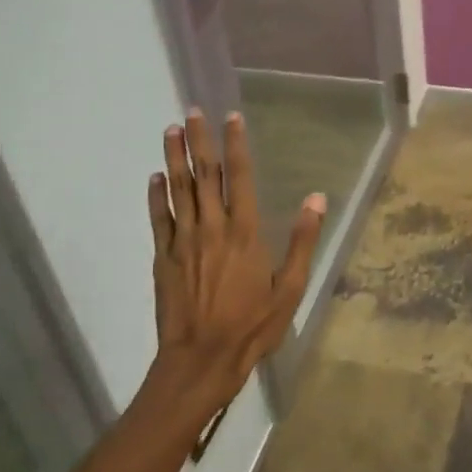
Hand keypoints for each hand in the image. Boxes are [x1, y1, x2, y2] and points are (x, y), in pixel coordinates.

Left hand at [148, 109, 324, 412]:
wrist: (200, 360)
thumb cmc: (252, 326)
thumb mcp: (290, 288)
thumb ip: (302, 240)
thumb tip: (317, 198)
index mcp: (245, 232)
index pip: (240, 177)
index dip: (236, 145)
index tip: (232, 118)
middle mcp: (212, 228)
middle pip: (204, 175)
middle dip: (199, 140)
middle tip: (192, 111)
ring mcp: (183, 242)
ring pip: (177, 190)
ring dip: (174, 157)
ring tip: (170, 130)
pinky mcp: (163, 258)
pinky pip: (158, 219)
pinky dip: (155, 195)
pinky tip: (154, 177)